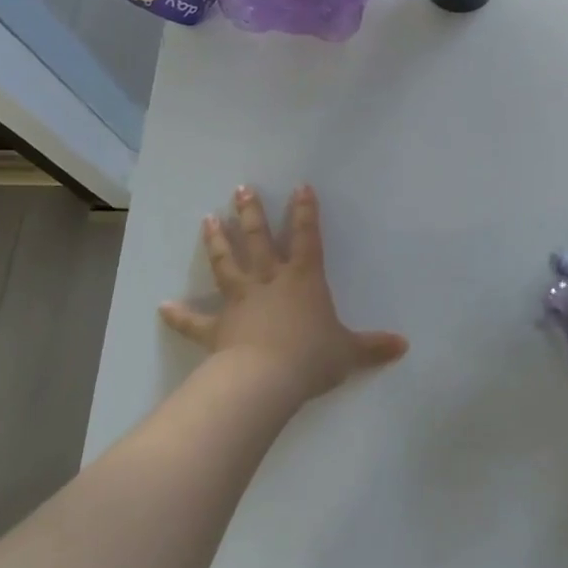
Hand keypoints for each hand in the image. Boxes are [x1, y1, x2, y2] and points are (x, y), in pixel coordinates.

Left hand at [161, 184, 407, 404]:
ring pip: (226, 264)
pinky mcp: (216, 328)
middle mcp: (269, 281)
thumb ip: (374, 346)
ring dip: (217, 242)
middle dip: (250, 212)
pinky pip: (195, 320)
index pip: (306, 237)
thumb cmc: (310, 357)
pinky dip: (179, 314)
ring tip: (207, 219)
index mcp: (303, 279)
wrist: (265, 381)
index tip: (299, 186)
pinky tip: (163, 305)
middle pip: (258, 239)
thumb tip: (404, 345)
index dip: (304, 211)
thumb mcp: (349, 352)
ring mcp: (240, 301)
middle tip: (240, 189)